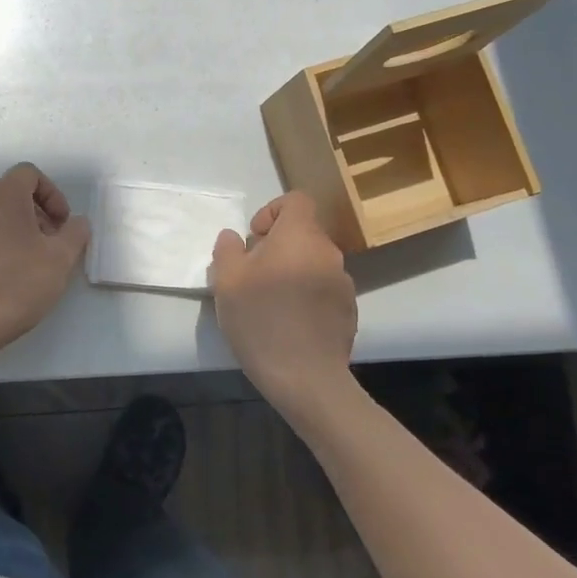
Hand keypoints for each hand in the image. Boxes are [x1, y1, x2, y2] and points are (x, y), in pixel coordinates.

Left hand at [0, 163, 90, 352]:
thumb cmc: (20, 281)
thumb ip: (75, 233)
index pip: (29, 174)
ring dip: (16, 231)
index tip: (62, 223)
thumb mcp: (61, 258)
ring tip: (31, 263)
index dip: (52, 194)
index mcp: (3, 196)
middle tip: (51, 244)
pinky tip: (6, 278)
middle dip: (36, 214)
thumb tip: (77, 223)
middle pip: (11, 195)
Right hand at [211, 192, 357, 410]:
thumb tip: (233, 238)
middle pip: (303, 234)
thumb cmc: (260, 320)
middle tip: (253, 275)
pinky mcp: (349, 311)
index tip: (254, 239)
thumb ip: (228, 250)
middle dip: (277, 247)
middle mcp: (328, 253)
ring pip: (313, 263)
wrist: (305, 377)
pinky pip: (323, 290)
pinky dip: (306, 296)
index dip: (272, 211)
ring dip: (292, 272)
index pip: (296, 200)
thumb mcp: (227, 282)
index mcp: (300, 237)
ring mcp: (343, 283)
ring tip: (270, 302)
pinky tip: (289, 323)